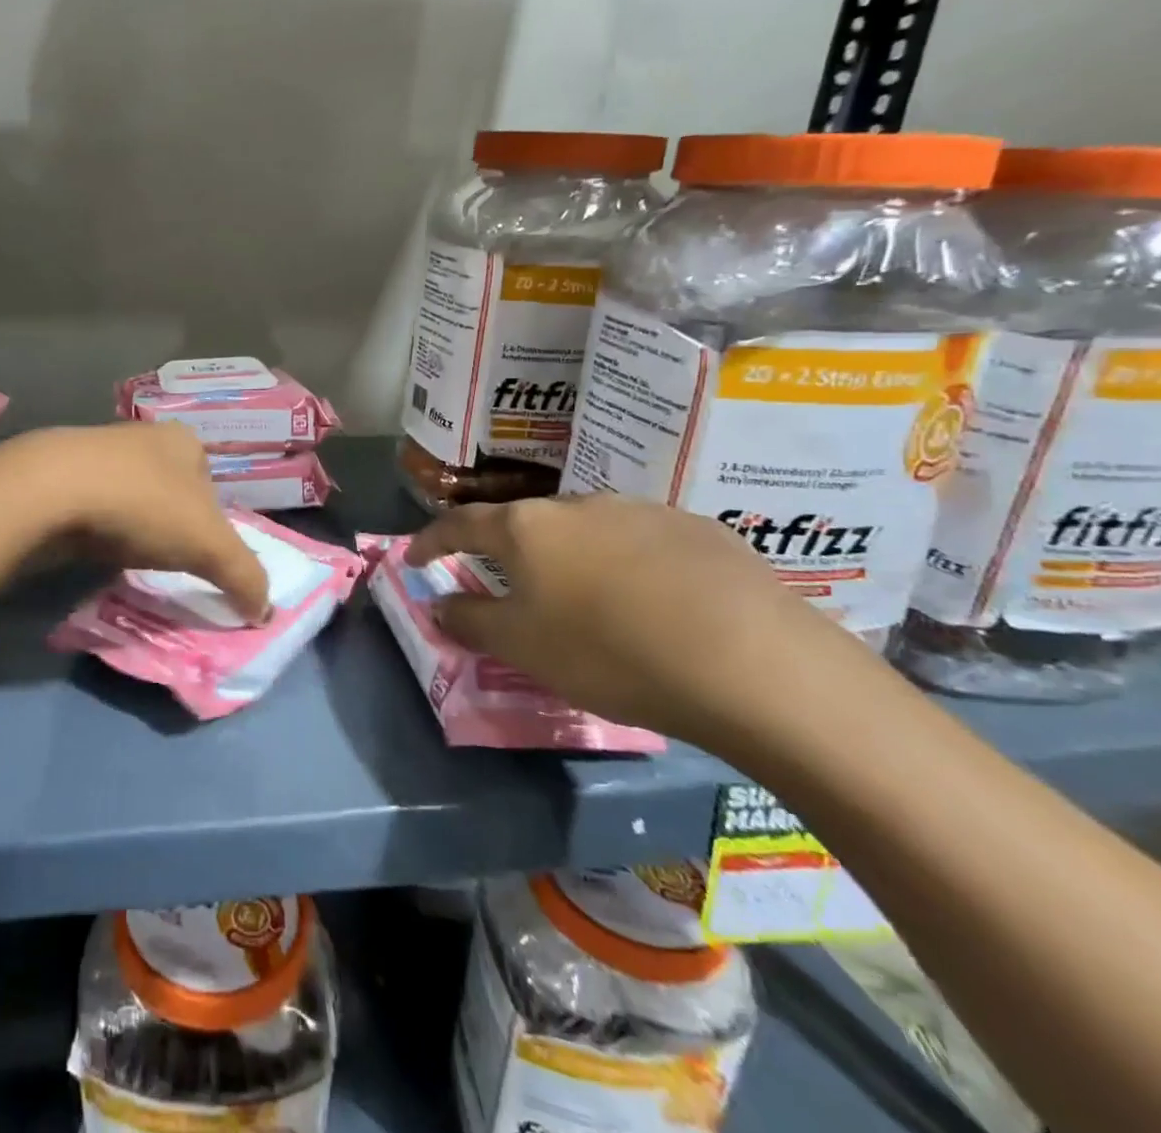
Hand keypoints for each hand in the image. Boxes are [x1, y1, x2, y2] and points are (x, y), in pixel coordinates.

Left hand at [9, 424, 270, 622]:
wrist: (49, 492)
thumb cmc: (143, 505)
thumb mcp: (209, 545)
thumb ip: (244, 576)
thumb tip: (265, 610)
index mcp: (184, 441)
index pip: (211, 484)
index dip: (213, 523)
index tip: (201, 555)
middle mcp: (143, 436)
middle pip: (170, 490)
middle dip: (170, 525)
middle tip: (167, 561)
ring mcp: (97, 452)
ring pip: (129, 497)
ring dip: (132, 526)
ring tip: (128, 556)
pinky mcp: (59, 474)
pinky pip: (92, 507)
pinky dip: (98, 528)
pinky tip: (93, 548)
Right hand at [406, 495, 867, 748]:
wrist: (752, 662)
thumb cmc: (609, 651)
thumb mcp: (522, 647)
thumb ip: (470, 621)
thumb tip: (437, 604)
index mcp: (526, 528)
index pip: (459, 523)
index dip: (430, 540)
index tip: (414, 558)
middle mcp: (577, 505)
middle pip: (524, 523)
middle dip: (506, 551)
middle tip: (507, 586)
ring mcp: (640, 509)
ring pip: (585, 530)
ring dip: (569, 558)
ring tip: (584, 600)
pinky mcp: (697, 527)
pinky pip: (640, 541)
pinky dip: (625, 565)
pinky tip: (651, 603)